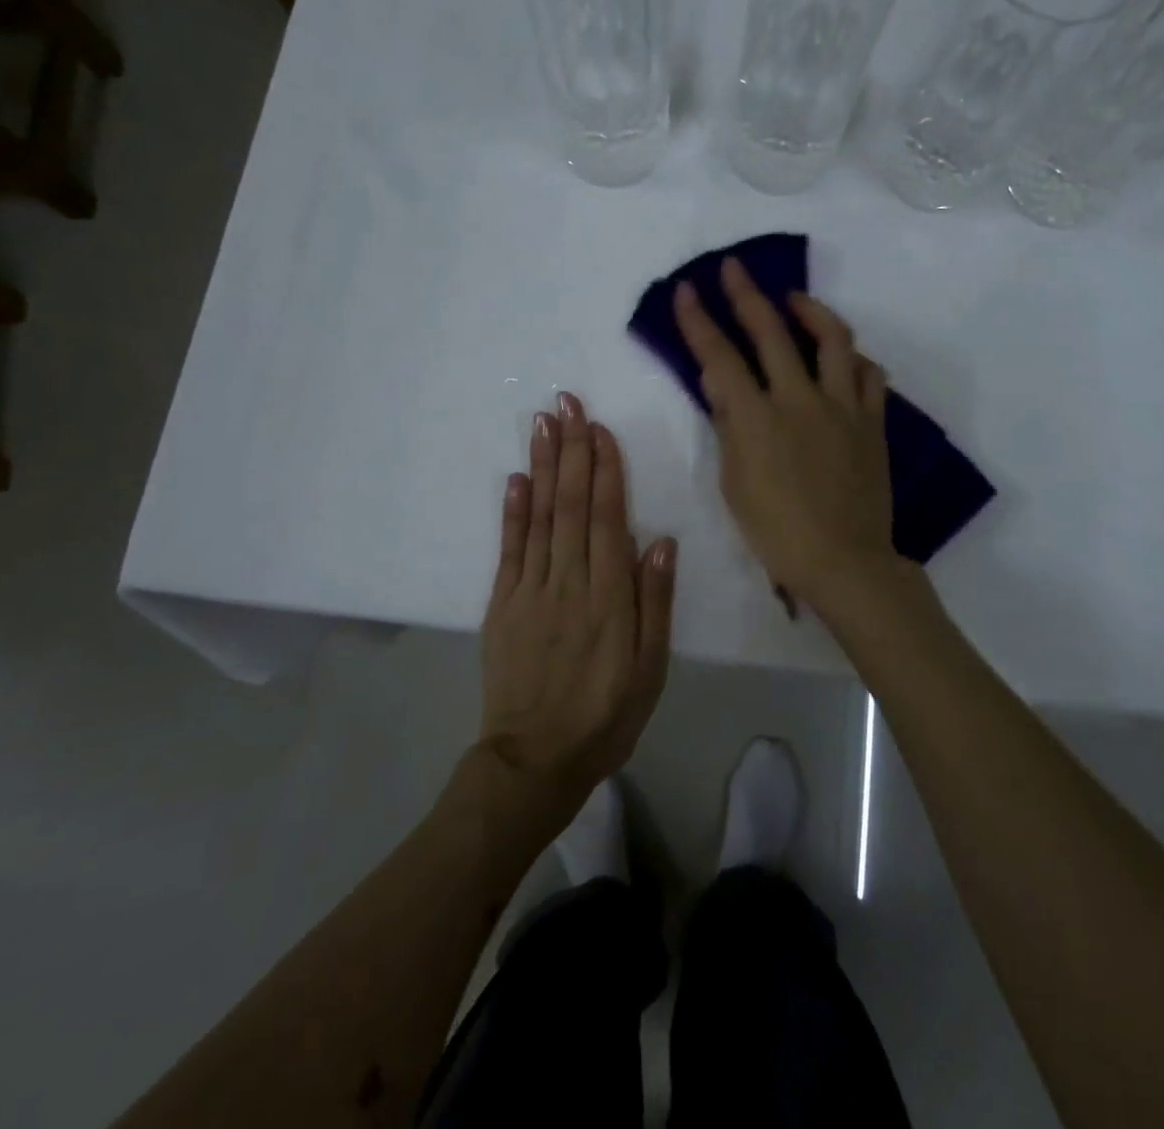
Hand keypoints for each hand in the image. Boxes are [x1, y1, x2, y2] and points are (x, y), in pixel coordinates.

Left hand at [477, 392, 675, 823]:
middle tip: (567, 404)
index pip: (607, 518)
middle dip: (571, 450)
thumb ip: (654, 601)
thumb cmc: (607, 714)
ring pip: (539, 517)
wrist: (536, 760)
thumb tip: (660, 539)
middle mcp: (568, 582)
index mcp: (608, 596)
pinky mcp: (502, 605)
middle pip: (570, 505)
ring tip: (542, 424)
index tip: (600, 428)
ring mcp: (529, 591)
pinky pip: (508, 550)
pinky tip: (516, 479)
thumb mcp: (650, 667)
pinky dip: (512, 511)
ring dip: (542, 466)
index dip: (604, 470)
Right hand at [673, 257, 902, 613]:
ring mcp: (842, 406)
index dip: (698, 321)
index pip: (720, 357)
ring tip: (794, 300)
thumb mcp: (735, 482)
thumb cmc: (777, 531)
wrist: (844, 560)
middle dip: (745, 294)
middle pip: (771, 331)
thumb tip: (719, 381)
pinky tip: (842, 357)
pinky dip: (853, 357)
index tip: (685, 291)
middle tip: (733, 268)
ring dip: (810, 310)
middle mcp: (800, 400)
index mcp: (758, 419)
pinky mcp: (872, 420)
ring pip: (832, 338)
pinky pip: (869, 374)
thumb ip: (729, 425)